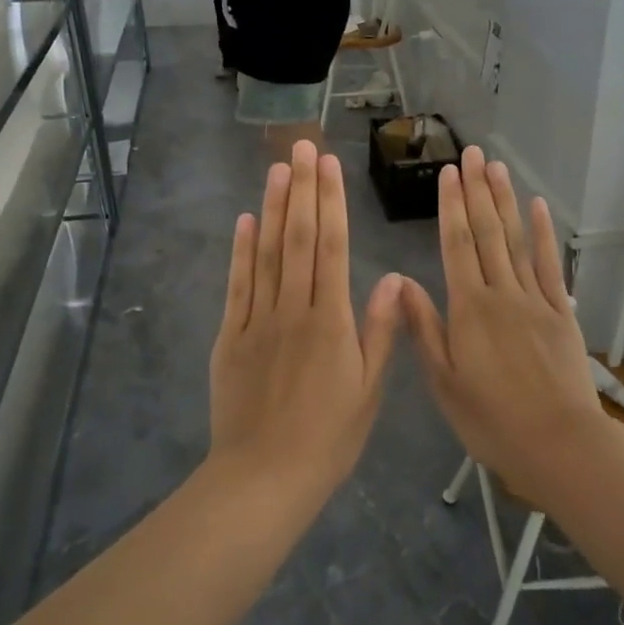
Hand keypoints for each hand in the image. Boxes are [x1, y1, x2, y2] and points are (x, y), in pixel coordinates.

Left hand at [209, 141, 403, 497]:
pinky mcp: (229, 337)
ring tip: (277, 169)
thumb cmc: (328, 438)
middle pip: (297, 238)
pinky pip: (236, 286)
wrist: (263, 478)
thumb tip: (394, 277)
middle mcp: (292, 308)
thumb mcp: (369, 390)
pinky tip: (244, 222)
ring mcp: (256, 320)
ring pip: (265, 253)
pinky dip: (240, 251)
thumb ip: (381, 330)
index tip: (329, 165)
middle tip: (302, 147)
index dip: (330, 202)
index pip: (331, 247)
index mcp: (330, 320)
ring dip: (271, 208)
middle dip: (301, 189)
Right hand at [401, 146, 603, 494]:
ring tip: (498, 168)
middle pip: (488, 233)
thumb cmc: (491, 420)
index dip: (452, 206)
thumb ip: (424, 328)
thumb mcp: (444, 381)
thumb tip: (402, 281)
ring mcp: (536, 300)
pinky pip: (552, 266)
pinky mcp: (562, 313)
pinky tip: (540, 208)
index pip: (457, 245)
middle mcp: (502, 293)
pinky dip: (546, 235)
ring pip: (518, 241)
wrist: (558, 445)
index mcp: (469, 309)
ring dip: (507, 201)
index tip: (449, 173)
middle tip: (474, 153)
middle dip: (478, 191)